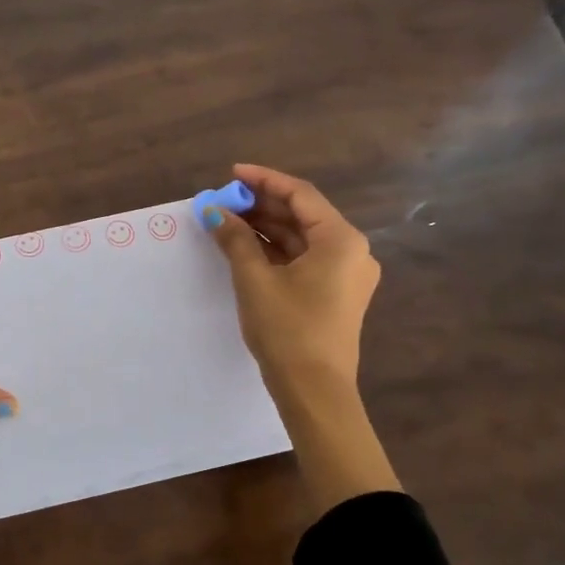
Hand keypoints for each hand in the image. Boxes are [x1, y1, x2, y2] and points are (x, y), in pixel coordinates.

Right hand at [204, 163, 400, 509]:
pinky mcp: (336, 293)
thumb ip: (235, 239)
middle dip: (262, 205)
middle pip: (303, 215)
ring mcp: (346, 274)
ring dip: (267, 227)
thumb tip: (213, 211)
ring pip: (302, 238)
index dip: (264, 180)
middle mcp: (351, 251)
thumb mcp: (254, 279)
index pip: (300, 194)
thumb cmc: (287, 329)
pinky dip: (276, 250)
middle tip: (224, 200)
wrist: (314, 391)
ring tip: (228, 220)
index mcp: (340, 240)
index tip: (232, 174)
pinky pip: (305, 259)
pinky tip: (246, 246)